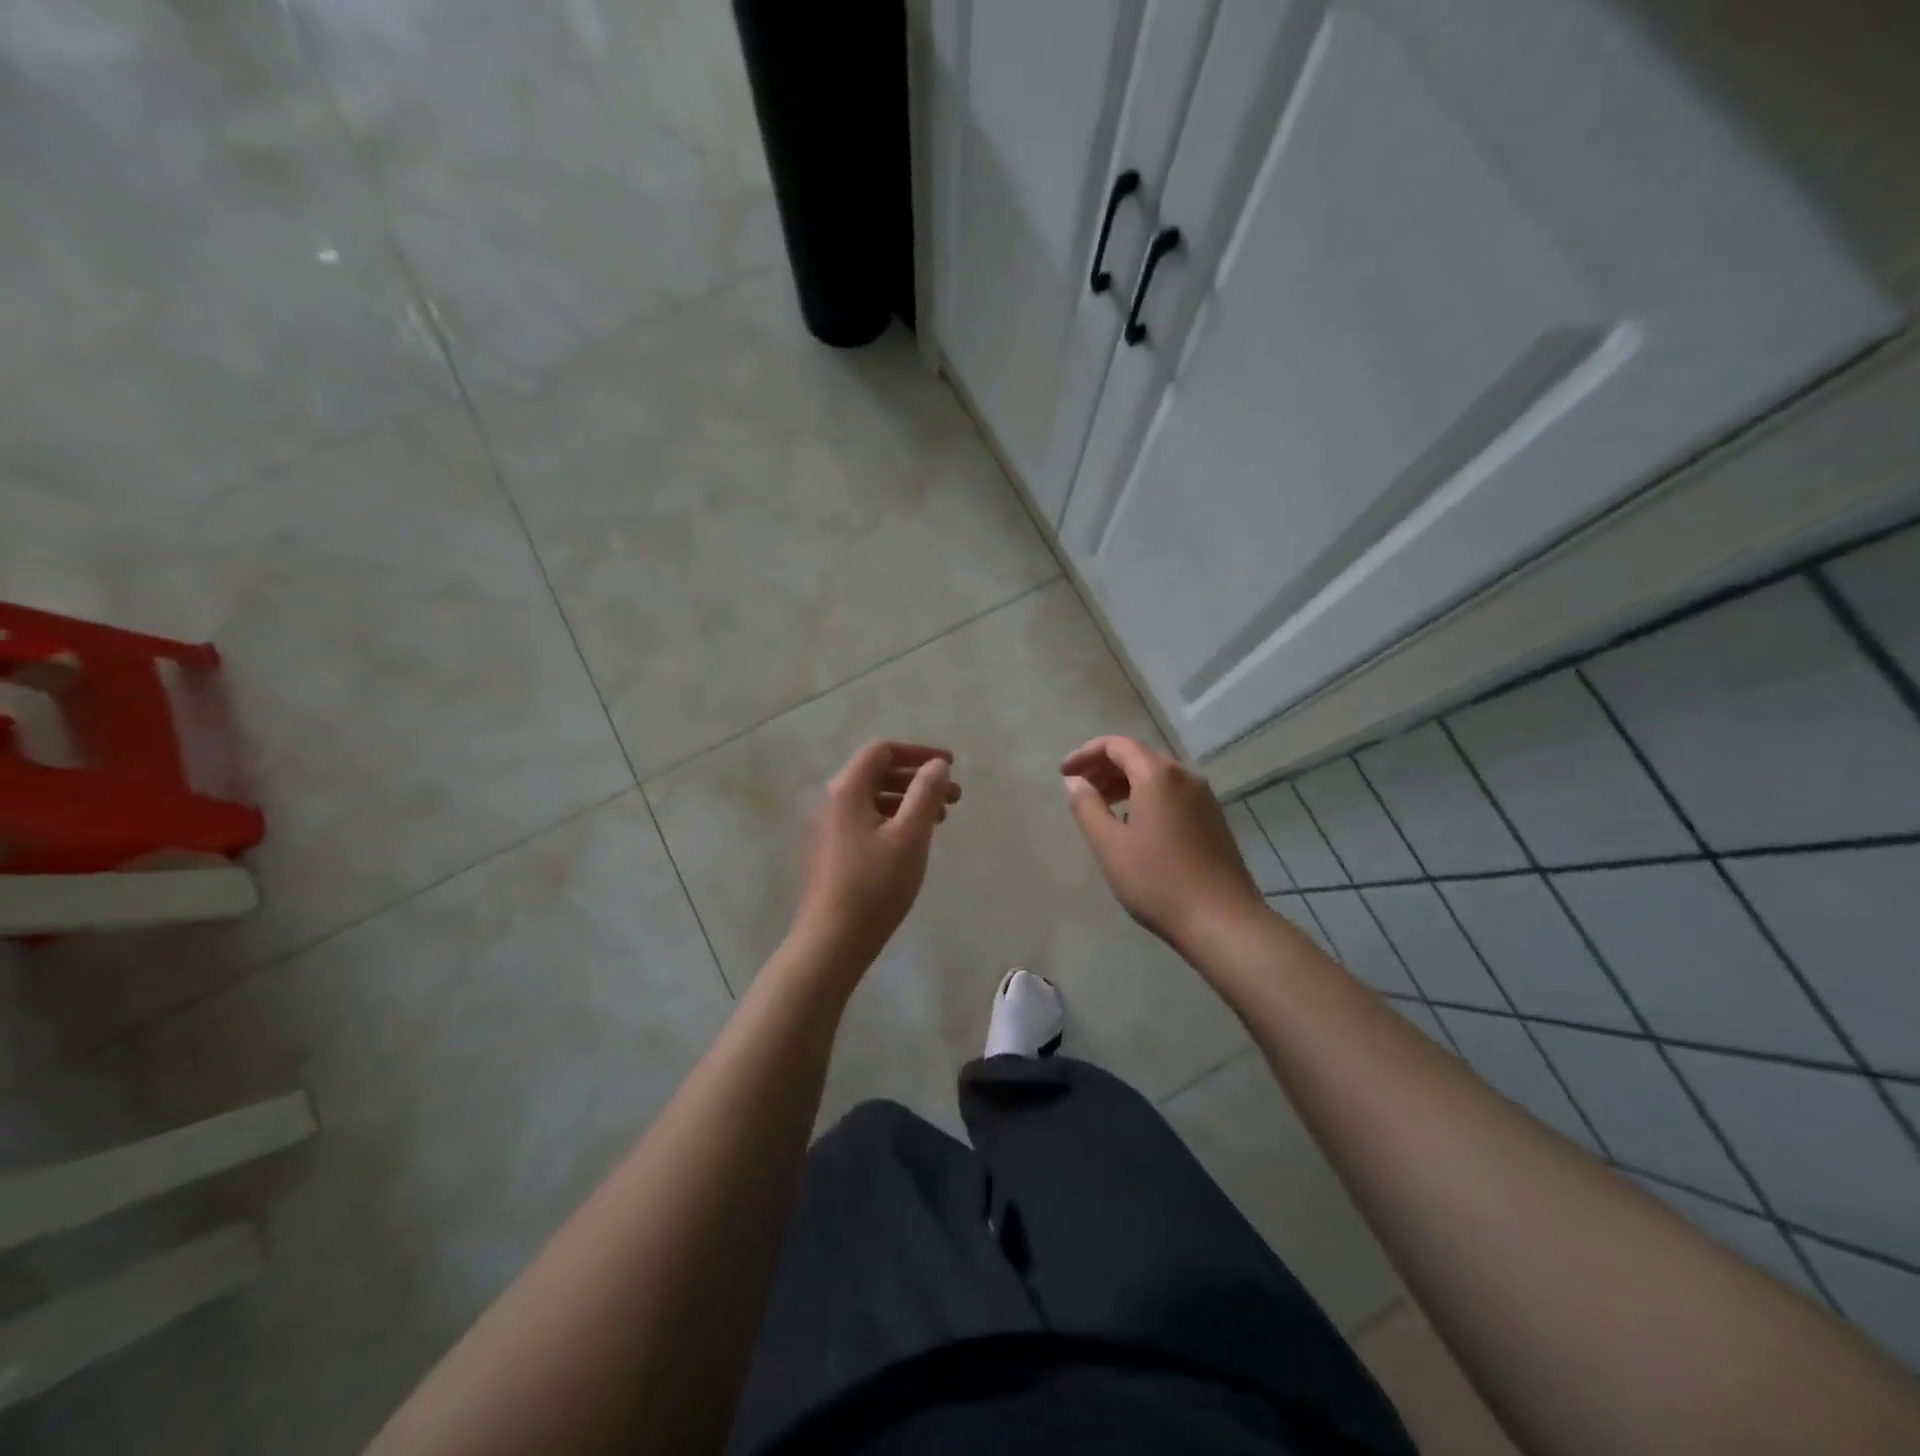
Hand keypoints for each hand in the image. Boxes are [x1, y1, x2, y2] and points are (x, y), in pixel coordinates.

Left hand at [792, 739, 961, 967]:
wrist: (830, 942)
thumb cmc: (874, 886)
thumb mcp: (910, 836)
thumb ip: (926, 794)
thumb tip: (937, 764)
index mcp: (845, 790)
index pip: (881, 750)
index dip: (918, 752)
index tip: (950, 766)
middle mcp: (830, 801)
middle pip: (876, 773)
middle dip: (917, 779)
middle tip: (954, 796)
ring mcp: (826, 828)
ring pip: (872, 799)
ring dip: (907, 801)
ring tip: (940, 820)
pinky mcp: (828, 852)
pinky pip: (864, 820)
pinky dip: (892, 820)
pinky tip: (912, 842)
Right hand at [1062, 735, 1263, 950]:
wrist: (1222, 920)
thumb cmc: (1157, 880)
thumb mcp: (1110, 845)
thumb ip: (1087, 807)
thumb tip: (1074, 781)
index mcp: (1158, 776)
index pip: (1117, 745)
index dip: (1086, 753)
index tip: (1064, 773)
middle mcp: (1185, 777)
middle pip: (1139, 756)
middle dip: (1105, 768)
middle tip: (1080, 789)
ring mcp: (1204, 798)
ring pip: (1159, 776)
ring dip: (1126, 782)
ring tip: (1103, 806)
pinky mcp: (1214, 820)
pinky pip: (1174, 794)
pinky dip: (1148, 796)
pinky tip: (1135, 824)